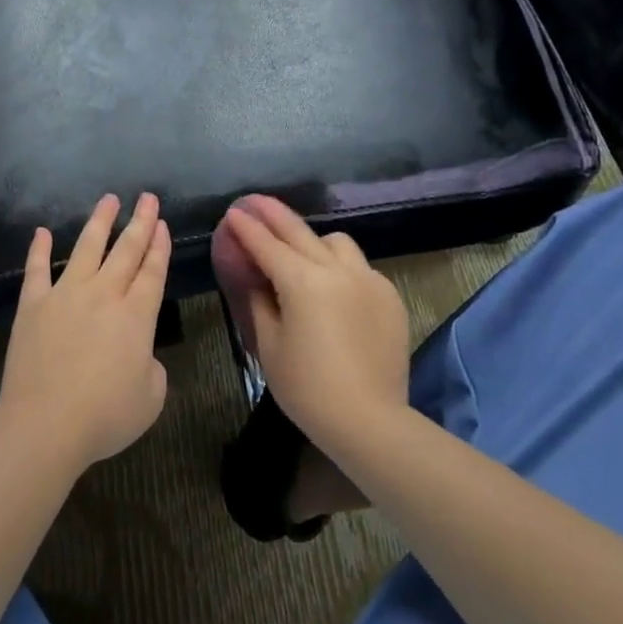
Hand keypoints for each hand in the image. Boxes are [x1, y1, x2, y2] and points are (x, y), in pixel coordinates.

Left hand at [0, 192, 171, 467]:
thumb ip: (151, 368)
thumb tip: (139, 354)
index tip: (161, 222)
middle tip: (147, 197)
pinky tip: (42, 232)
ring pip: (87, 247)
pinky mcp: (33, 304)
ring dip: (99, 222)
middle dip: (140, 221)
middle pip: (126, 250)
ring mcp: (65, 294)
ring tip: (108, 200)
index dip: (159, 246)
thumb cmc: (105, 416)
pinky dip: (39, 248)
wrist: (45, 424)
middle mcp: (104, 294)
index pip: (153, 271)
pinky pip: (37, 269)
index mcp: (136, 315)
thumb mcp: (151, 398)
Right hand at [219, 195, 409, 454]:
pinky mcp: (389, 296)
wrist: (370, 421)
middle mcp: (337, 270)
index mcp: (303, 282)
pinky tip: (333, 287)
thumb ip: (259, 301)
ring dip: (313, 240)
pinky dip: (340, 267)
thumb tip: (256, 277)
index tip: (234, 212)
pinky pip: (360, 267)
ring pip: (336, 243)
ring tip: (300, 252)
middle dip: (274, 215)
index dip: (247, 228)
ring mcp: (368, 280)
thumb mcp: (269, 345)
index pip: (267, 245)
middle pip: (300, 232)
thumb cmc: (308, 388)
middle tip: (256, 202)